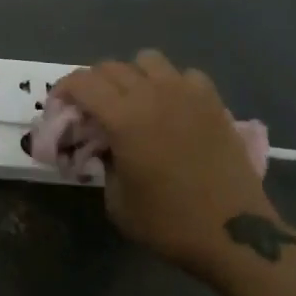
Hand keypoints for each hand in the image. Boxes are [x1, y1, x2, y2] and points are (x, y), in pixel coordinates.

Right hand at [55, 49, 273, 265]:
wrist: (236, 235)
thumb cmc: (170, 224)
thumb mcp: (118, 202)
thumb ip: (103, 164)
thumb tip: (105, 147)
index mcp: (122, 118)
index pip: (81, 82)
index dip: (63, 89)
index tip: (59, 106)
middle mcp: (151, 95)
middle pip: (110, 67)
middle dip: (93, 83)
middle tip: (91, 108)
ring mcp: (185, 94)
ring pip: (148, 60)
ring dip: (132, 75)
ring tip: (133, 100)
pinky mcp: (213, 103)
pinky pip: (185, 75)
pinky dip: (172, 84)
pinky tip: (173, 107)